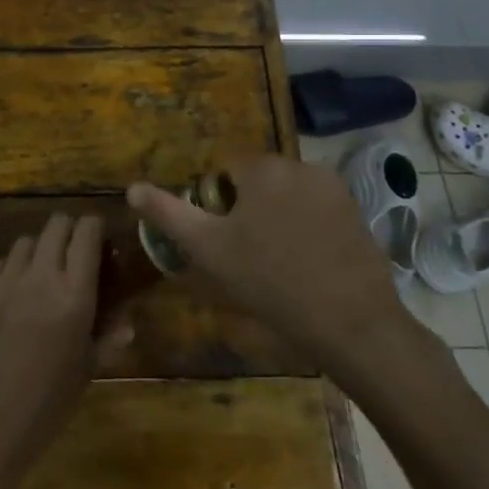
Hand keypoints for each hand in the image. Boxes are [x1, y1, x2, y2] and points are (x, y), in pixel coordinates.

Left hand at [0, 213, 103, 488]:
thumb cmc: (43, 410)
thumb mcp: (84, 375)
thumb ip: (106, 339)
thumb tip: (126, 321)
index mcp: (73, 297)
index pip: (86, 233)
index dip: (95, 228)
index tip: (101, 240)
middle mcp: (40, 278)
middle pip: (56, 225)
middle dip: (69, 232)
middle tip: (77, 256)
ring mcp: (5, 283)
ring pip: (26, 240)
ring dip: (40, 249)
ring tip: (45, 274)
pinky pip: (0, 263)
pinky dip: (12, 268)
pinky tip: (15, 294)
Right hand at [126, 154, 406, 359]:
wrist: (351, 323)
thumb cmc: (270, 282)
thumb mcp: (208, 250)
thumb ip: (168, 214)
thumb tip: (132, 188)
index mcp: (263, 168)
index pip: (226, 169)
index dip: (218, 203)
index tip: (223, 239)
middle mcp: (300, 164)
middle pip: (258, 179)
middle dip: (248, 208)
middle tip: (246, 254)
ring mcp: (334, 187)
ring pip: (287, 194)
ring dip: (277, 215)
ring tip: (278, 261)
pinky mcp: (356, 211)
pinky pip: (316, 208)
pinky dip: (306, 226)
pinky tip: (307, 262)